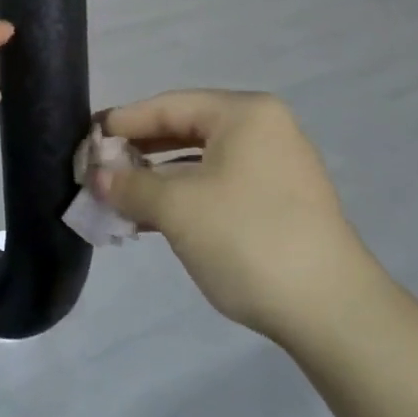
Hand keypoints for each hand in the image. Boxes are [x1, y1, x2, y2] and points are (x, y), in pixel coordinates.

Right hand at [96, 91, 378, 340]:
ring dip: (159, 180)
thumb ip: (130, 185)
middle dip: (139, 152)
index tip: (86, 138)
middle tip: (98, 169)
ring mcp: (276, 167)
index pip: (169, 105)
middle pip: (186, 129)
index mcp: (244, 114)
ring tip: (119, 199)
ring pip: (202, 162)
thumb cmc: (248, 239)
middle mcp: (264, 130)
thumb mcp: (177, 208)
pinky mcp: (280, 203)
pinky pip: (220, 186)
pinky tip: (154, 220)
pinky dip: (186, 198)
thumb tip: (96, 175)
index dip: (124, 122)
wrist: (331, 311)